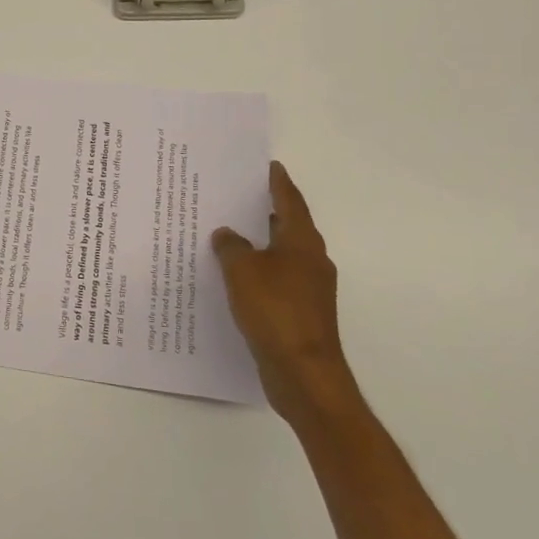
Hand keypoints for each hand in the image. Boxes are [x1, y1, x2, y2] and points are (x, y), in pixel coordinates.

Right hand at [211, 162, 356, 421]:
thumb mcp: (242, 271)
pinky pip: (276, 280)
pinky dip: (258, 271)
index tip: (268, 166)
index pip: (289, 201)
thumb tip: (227, 234)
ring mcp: (309, 289)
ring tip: (230, 233)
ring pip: (281, 254)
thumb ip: (231, 246)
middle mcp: (311, 260)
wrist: (303, 373)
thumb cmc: (275, 311)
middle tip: (238, 195)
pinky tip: (235, 276)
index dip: (278, 182)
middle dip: (266, 211)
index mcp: (302, 242)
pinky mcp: (301, 313)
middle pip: (288, 226)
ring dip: (260, 243)